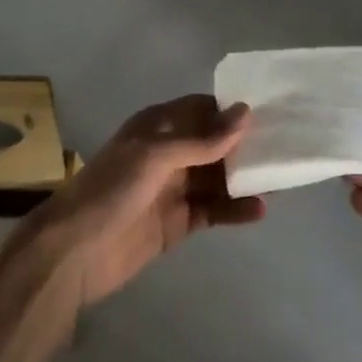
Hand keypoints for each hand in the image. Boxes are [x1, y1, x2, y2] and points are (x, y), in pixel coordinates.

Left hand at [14, 95, 263, 312]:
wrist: (74, 253)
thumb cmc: (112, 190)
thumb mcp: (155, 156)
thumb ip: (201, 139)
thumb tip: (246, 112)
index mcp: (158, 126)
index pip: (202, 109)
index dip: (232, 110)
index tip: (271, 111)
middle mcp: (168, 152)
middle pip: (214, 143)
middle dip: (245, 145)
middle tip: (286, 146)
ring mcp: (174, 188)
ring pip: (217, 177)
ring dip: (244, 177)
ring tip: (281, 178)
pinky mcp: (178, 223)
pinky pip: (213, 210)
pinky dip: (235, 209)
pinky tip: (259, 210)